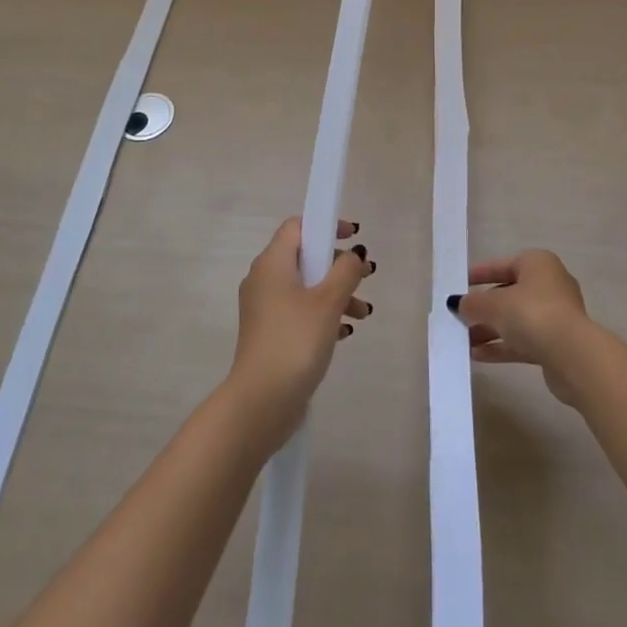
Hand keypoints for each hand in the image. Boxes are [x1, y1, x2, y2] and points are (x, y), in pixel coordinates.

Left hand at [228, 217, 373, 444]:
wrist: (261, 401)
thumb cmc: (295, 341)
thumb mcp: (328, 302)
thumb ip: (346, 271)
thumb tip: (354, 254)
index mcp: (272, 262)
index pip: (297, 227)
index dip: (326, 225)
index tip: (353, 236)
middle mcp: (263, 279)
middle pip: (304, 257)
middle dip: (337, 265)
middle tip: (366, 278)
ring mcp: (264, 308)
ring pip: (304, 287)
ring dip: (335, 294)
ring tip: (363, 314)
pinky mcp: (269, 333)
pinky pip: (299, 311)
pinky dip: (322, 314)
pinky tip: (345, 333)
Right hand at [450, 250, 595, 405]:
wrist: (572, 356)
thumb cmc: (531, 314)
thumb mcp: (493, 305)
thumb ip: (472, 303)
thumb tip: (458, 304)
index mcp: (537, 264)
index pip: (502, 265)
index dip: (479, 274)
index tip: (460, 283)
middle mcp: (549, 285)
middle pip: (508, 294)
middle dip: (483, 308)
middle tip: (459, 317)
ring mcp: (556, 316)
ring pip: (515, 319)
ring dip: (489, 329)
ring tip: (463, 340)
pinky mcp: (557, 343)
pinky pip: (523, 340)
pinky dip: (502, 345)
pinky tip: (477, 355)